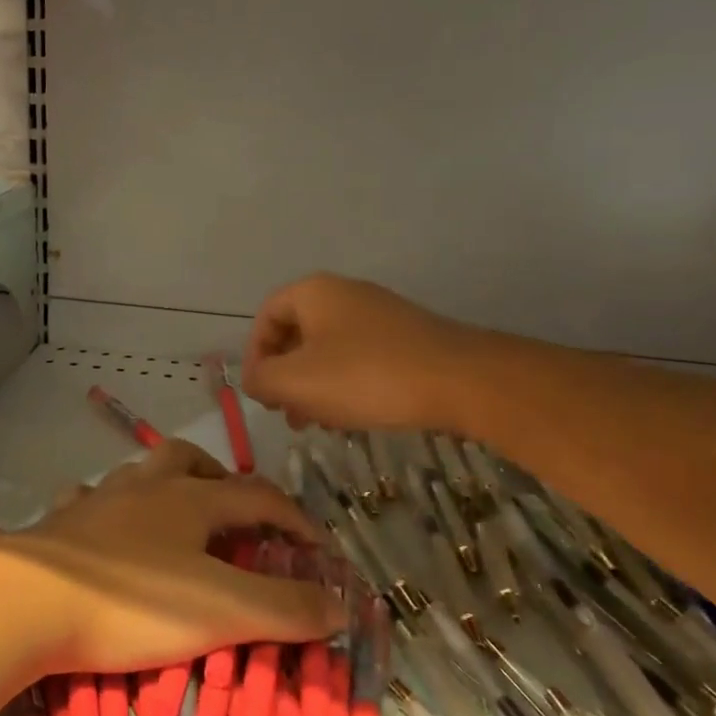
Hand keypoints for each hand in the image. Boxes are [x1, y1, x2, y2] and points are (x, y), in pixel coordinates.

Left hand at [0, 439, 343, 674]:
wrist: (29, 599)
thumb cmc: (132, 600)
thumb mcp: (221, 610)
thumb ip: (284, 608)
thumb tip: (340, 604)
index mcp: (191, 499)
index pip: (258, 496)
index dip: (295, 518)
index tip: (318, 548)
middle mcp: (146, 485)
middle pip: (192, 460)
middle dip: (222, 480)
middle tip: (236, 514)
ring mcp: (99, 498)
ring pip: (141, 470)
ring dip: (166, 484)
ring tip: (176, 516)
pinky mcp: (62, 520)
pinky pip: (88, 496)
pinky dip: (106, 505)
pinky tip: (105, 526)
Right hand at [242, 272, 468, 432]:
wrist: (461, 381)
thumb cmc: (366, 376)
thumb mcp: (296, 382)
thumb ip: (261, 379)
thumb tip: (254, 380)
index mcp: (314, 293)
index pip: (266, 316)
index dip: (254, 355)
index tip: (259, 392)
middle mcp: (345, 294)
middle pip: (297, 334)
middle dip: (285, 376)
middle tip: (286, 414)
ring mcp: (380, 315)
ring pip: (328, 350)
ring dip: (313, 386)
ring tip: (316, 423)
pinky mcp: (406, 339)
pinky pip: (360, 359)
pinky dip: (345, 386)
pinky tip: (352, 417)